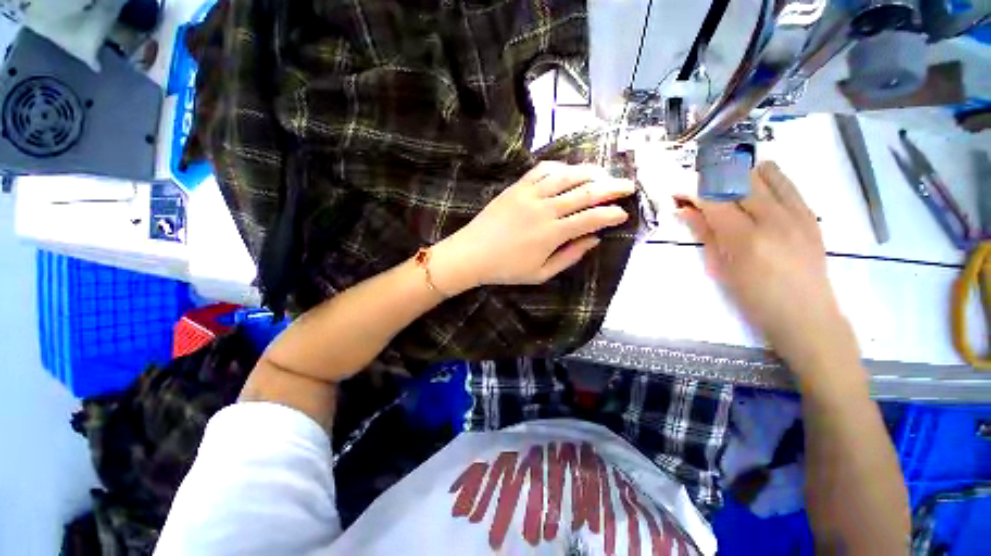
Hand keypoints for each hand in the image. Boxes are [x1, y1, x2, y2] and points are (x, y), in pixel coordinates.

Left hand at [430, 162, 634, 292]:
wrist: (472, 254)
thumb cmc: (506, 269)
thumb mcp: (541, 274)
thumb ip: (569, 256)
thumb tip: (593, 240)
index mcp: (553, 233)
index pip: (592, 218)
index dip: (612, 214)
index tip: (624, 213)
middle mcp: (546, 209)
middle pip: (585, 192)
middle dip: (611, 188)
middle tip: (628, 186)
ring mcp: (530, 194)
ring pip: (567, 176)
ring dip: (589, 172)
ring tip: (604, 173)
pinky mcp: (517, 187)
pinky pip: (542, 170)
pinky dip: (560, 168)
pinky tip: (569, 170)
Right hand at [679, 162, 858, 376]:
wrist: (806, 316)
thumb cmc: (753, 300)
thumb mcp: (720, 269)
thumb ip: (704, 234)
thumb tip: (683, 210)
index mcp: (745, 238)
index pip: (714, 200)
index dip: (692, 192)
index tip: (677, 192)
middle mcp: (773, 219)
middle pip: (739, 180)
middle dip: (712, 179)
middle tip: (698, 189)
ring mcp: (797, 214)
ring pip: (766, 174)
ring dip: (741, 174)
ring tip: (726, 186)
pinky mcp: (811, 215)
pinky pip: (787, 184)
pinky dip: (767, 180)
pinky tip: (755, 189)